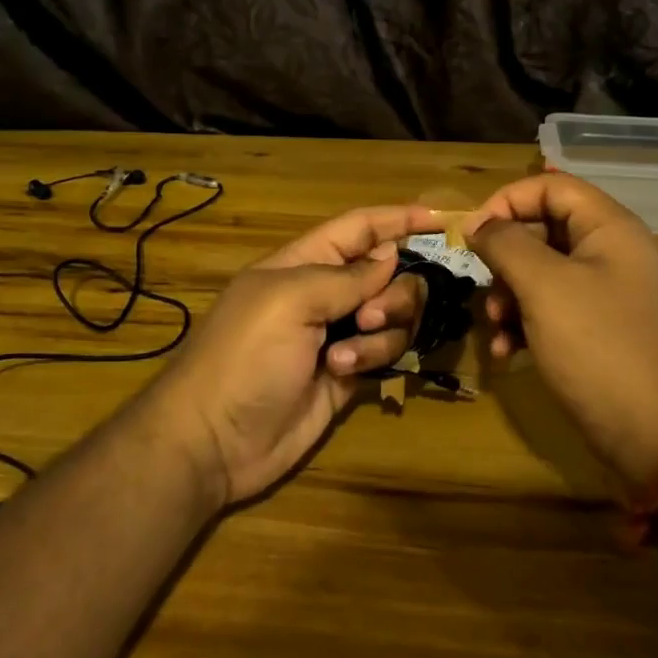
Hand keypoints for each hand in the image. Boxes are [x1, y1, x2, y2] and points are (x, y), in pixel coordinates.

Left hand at [143, 206, 437, 505]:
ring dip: (382, 331)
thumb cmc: (245, 354)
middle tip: (369, 316)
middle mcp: (324, 294)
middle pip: (388, 274)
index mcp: (303, 262)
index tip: (442, 220)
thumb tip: (389, 256)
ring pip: (393, 316)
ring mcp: (337, 335)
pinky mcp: (347, 374)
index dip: (397, 219)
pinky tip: (341, 373)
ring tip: (345, 355)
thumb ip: (346, 276)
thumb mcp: (289, 300)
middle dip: (394, 291)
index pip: (359, 228)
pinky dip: (373, 358)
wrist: (214, 438)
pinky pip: (385, 353)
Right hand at [465, 175, 657, 488]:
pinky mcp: (604, 332)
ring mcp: (611, 295)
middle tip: (484, 290)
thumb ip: (505, 244)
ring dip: (509, 297)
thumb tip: (477, 222)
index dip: (507, 201)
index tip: (473, 234)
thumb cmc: (599, 348)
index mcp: (610, 229)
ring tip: (495, 329)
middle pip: (544, 231)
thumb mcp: (543, 288)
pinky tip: (508, 352)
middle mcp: (614, 254)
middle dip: (505, 259)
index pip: (551, 187)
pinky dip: (527, 325)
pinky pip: (556, 310)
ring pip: (544, 274)